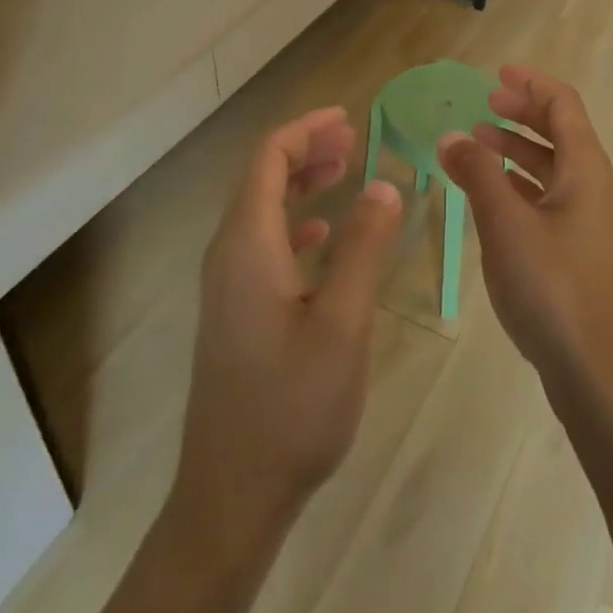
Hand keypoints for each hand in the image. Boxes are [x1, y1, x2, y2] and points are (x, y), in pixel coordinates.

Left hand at [175, 107, 403, 539]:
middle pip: (262, 178)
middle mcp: (229, 254)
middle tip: (354, 138)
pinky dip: (295, 221)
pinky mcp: (236, 311)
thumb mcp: (343, 322)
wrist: (232, 494)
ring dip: (301, 182)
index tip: (348, 118)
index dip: (306, 129)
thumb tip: (384, 184)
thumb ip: (364, 246)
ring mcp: (228, 285)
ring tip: (345, 170)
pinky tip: (324, 233)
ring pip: (263, 210)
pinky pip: (264, 243)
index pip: (268, 158)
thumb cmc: (292, 404)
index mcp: (247, 244)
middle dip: (306, 150)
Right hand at [437, 66, 612, 404]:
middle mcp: (592, 187)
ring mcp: (587, 220)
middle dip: (523, 112)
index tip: (497, 73)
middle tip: (485, 102)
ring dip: (518, 148)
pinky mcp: (577, 249)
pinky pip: (548, 196)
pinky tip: (492, 193)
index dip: (532, 83)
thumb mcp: (506, 224)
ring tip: (478, 143)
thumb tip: (451, 136)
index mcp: (585, 170)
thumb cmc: (552, 287)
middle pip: (560, 131)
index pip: (563, 105)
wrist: (595, 371)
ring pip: (552, 166)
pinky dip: (520, 182)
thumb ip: (477, 175)